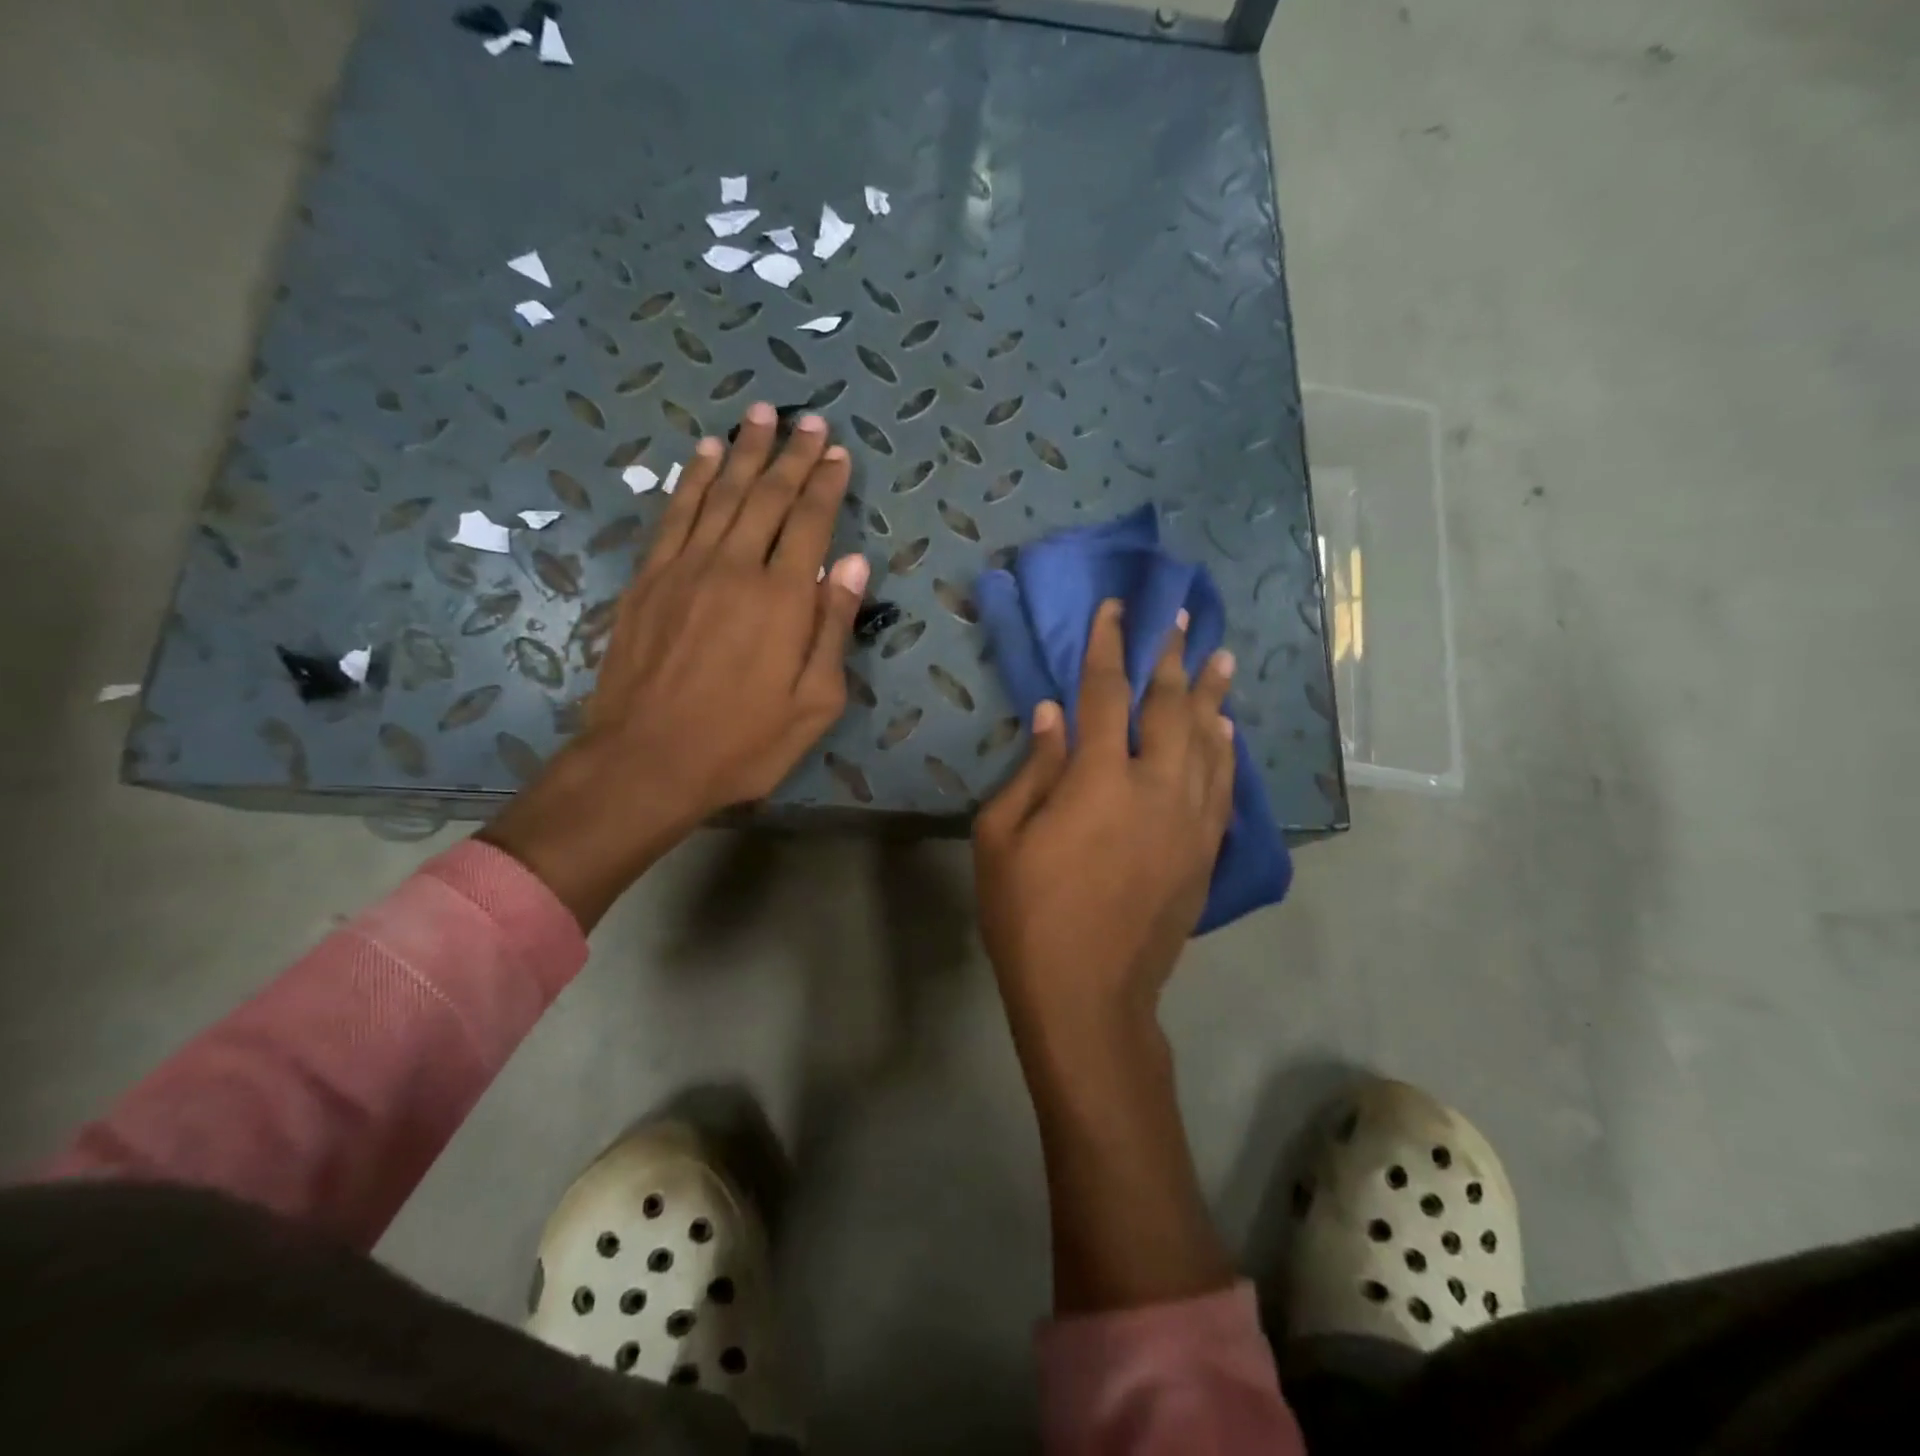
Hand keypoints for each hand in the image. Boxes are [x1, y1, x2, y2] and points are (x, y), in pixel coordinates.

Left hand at [482, 403, 869, 927]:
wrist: (646, 761)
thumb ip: (833, 629)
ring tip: (760, 415)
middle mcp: (734, 567)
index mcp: (782, 598)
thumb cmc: (743, 743)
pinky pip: (674, 515)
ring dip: (742, 451)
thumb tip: (854, 566)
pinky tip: (701, 455)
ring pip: (719, 493)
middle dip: (791, 454)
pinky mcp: (649, 580)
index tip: (837, 451)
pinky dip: (690, 479)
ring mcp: (685, 568)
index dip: (825, 483)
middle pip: (766, 496)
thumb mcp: (814, 702)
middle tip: (808, 419)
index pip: (809, 522)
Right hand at [974, 599, 1240, 1312]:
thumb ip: (1032, 769)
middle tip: (1181, 618)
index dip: (1109, 646)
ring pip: (1209, 742)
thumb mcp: (1001, 838)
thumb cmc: (1028, 916)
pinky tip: (1229, 732)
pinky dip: (1227, 753)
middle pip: (1170, 707)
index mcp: (1098, 779)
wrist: (1089, 996)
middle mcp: (1155, 788)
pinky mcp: (1204, 852)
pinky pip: (1223, 787)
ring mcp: (1189, 821)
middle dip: (1172, 657)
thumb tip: (1054, 714)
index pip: (1106, 694)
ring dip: (1212, 696)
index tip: (1116, 610)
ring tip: (1219, 658)